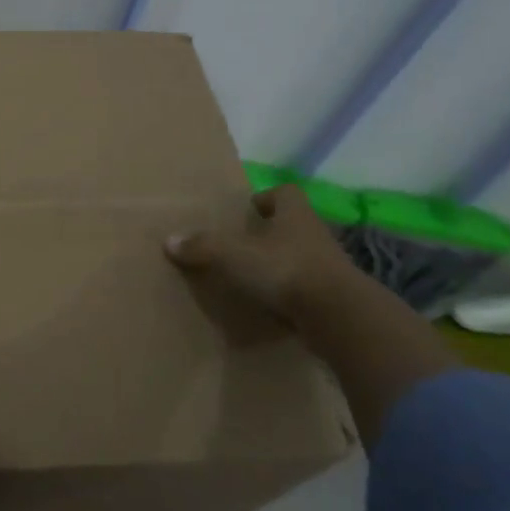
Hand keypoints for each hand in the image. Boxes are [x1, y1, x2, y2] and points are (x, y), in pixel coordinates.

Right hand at [164, 184, 357, 333]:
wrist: (340, 318)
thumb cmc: (285, 270)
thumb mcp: (233, 255)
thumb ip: (202, 246)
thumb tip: (169, 240)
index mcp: (294, 214)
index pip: (285, 192)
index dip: (268, 197)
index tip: (249, 209)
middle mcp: (315, 235)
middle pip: (293, 225)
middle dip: (270, 232)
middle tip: (242, 244)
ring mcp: (329, 268)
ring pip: (301, 257)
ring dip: (281, 264)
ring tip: (252, 277)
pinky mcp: (334, 299)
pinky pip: (307, 290)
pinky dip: (290, 295)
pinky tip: (271, 306)